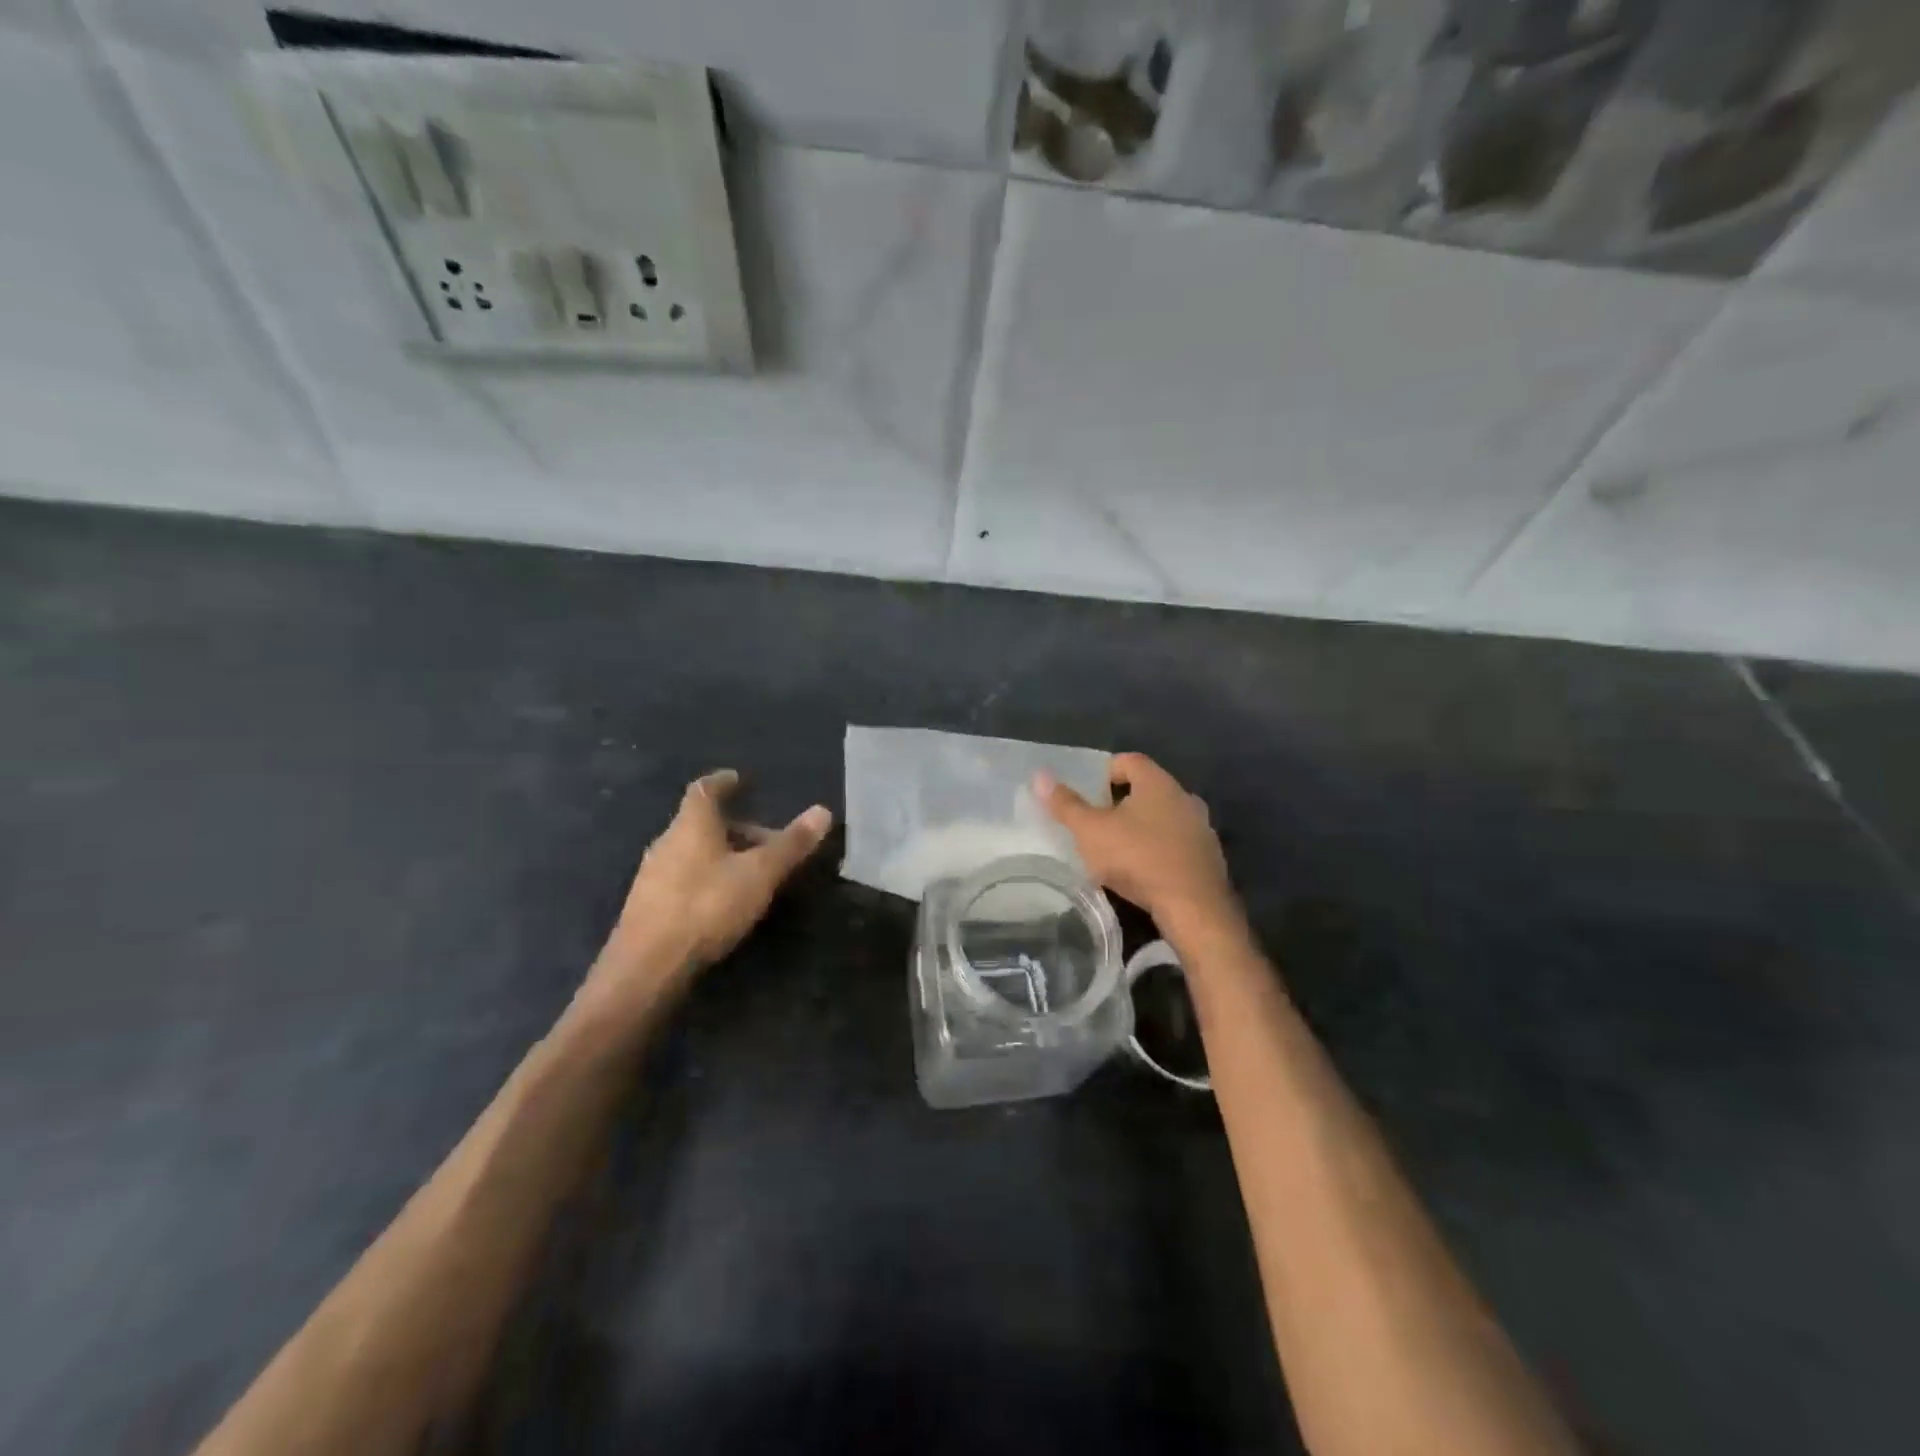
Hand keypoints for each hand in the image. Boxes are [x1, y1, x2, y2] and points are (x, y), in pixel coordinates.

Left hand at [585, 770, 832, 1008]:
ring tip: (751, 872)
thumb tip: (823, 811)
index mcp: (691, 825)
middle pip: (702, 824)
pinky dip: (707, 877)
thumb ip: (790, 844)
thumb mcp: (759, 874)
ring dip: (722, 855)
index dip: (722, 782)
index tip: (739, 779)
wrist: (647, 967)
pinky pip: (684, 877)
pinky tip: (723, 900)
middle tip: (767, 841)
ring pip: (693, 852)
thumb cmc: (706, 906)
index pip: (704, 790)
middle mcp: (666, 843)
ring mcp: (653, 875)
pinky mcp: (648, 906)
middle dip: (736, 827)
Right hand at [1036, 753, 1239, 934]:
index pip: (1130, 760)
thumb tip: (1040, 776)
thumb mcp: (1091, 831)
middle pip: (1147, 789)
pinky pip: (1176, 843)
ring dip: (1141, 827)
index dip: (1105, 770)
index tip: (1087, 790)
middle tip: (1096, 820)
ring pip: (1164, 817)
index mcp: (1158, 783)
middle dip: (1121, 801)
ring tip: (1116, 848)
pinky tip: (1142, 871)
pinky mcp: (1208, 858)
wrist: (1193, 906)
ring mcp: (1201, 828)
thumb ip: (1066, 805)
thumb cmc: (1137, 858)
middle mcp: (1184, 798)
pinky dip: (1158, 849)